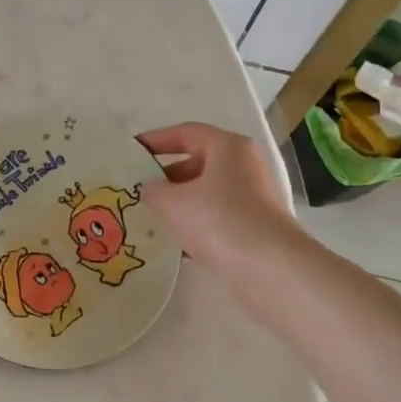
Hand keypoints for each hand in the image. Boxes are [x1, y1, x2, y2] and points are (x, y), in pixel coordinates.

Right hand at [137, 122, 298, 272]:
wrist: (270, 268)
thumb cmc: (219, 221)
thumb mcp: (173, 203)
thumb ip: (152, 191)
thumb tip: (147, 189)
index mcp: (228, 148)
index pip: (186, 133)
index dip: (155, 139)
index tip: (130, 151)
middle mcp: (243, 166)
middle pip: (196, 162)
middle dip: (165, 175)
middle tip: (136, 189)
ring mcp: (251, 197)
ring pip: (205, 192)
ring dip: (178, 202)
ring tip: (148, 216)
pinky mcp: (252, 226)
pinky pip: (215, 216)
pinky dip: (193, 223)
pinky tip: (172, 242)